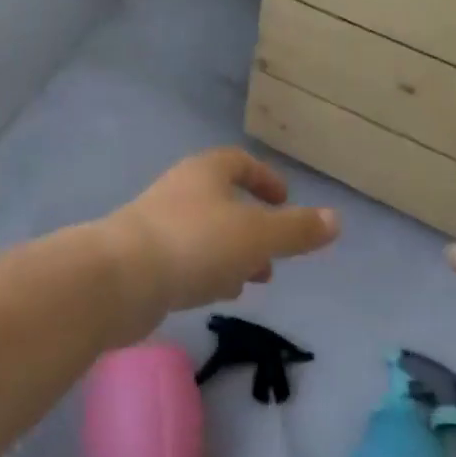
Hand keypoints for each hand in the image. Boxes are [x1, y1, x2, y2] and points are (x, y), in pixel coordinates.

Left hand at [100, 149, 338, 339]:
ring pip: (206, 232)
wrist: (119, 279)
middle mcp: (180, 190)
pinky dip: (208, 270)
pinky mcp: (142, 258)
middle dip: (254, 226)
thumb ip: (297, 230)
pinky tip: (218, 294)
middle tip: (275, 253)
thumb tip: (336, 220)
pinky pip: (185, 258)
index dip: (265, 179)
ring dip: (233, 252)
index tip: (285, 202)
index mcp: (206, 172)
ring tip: (255, 280)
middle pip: (223, 200)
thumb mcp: (258, 236)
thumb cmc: (196, 244)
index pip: (240, 162)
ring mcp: (157, 224)